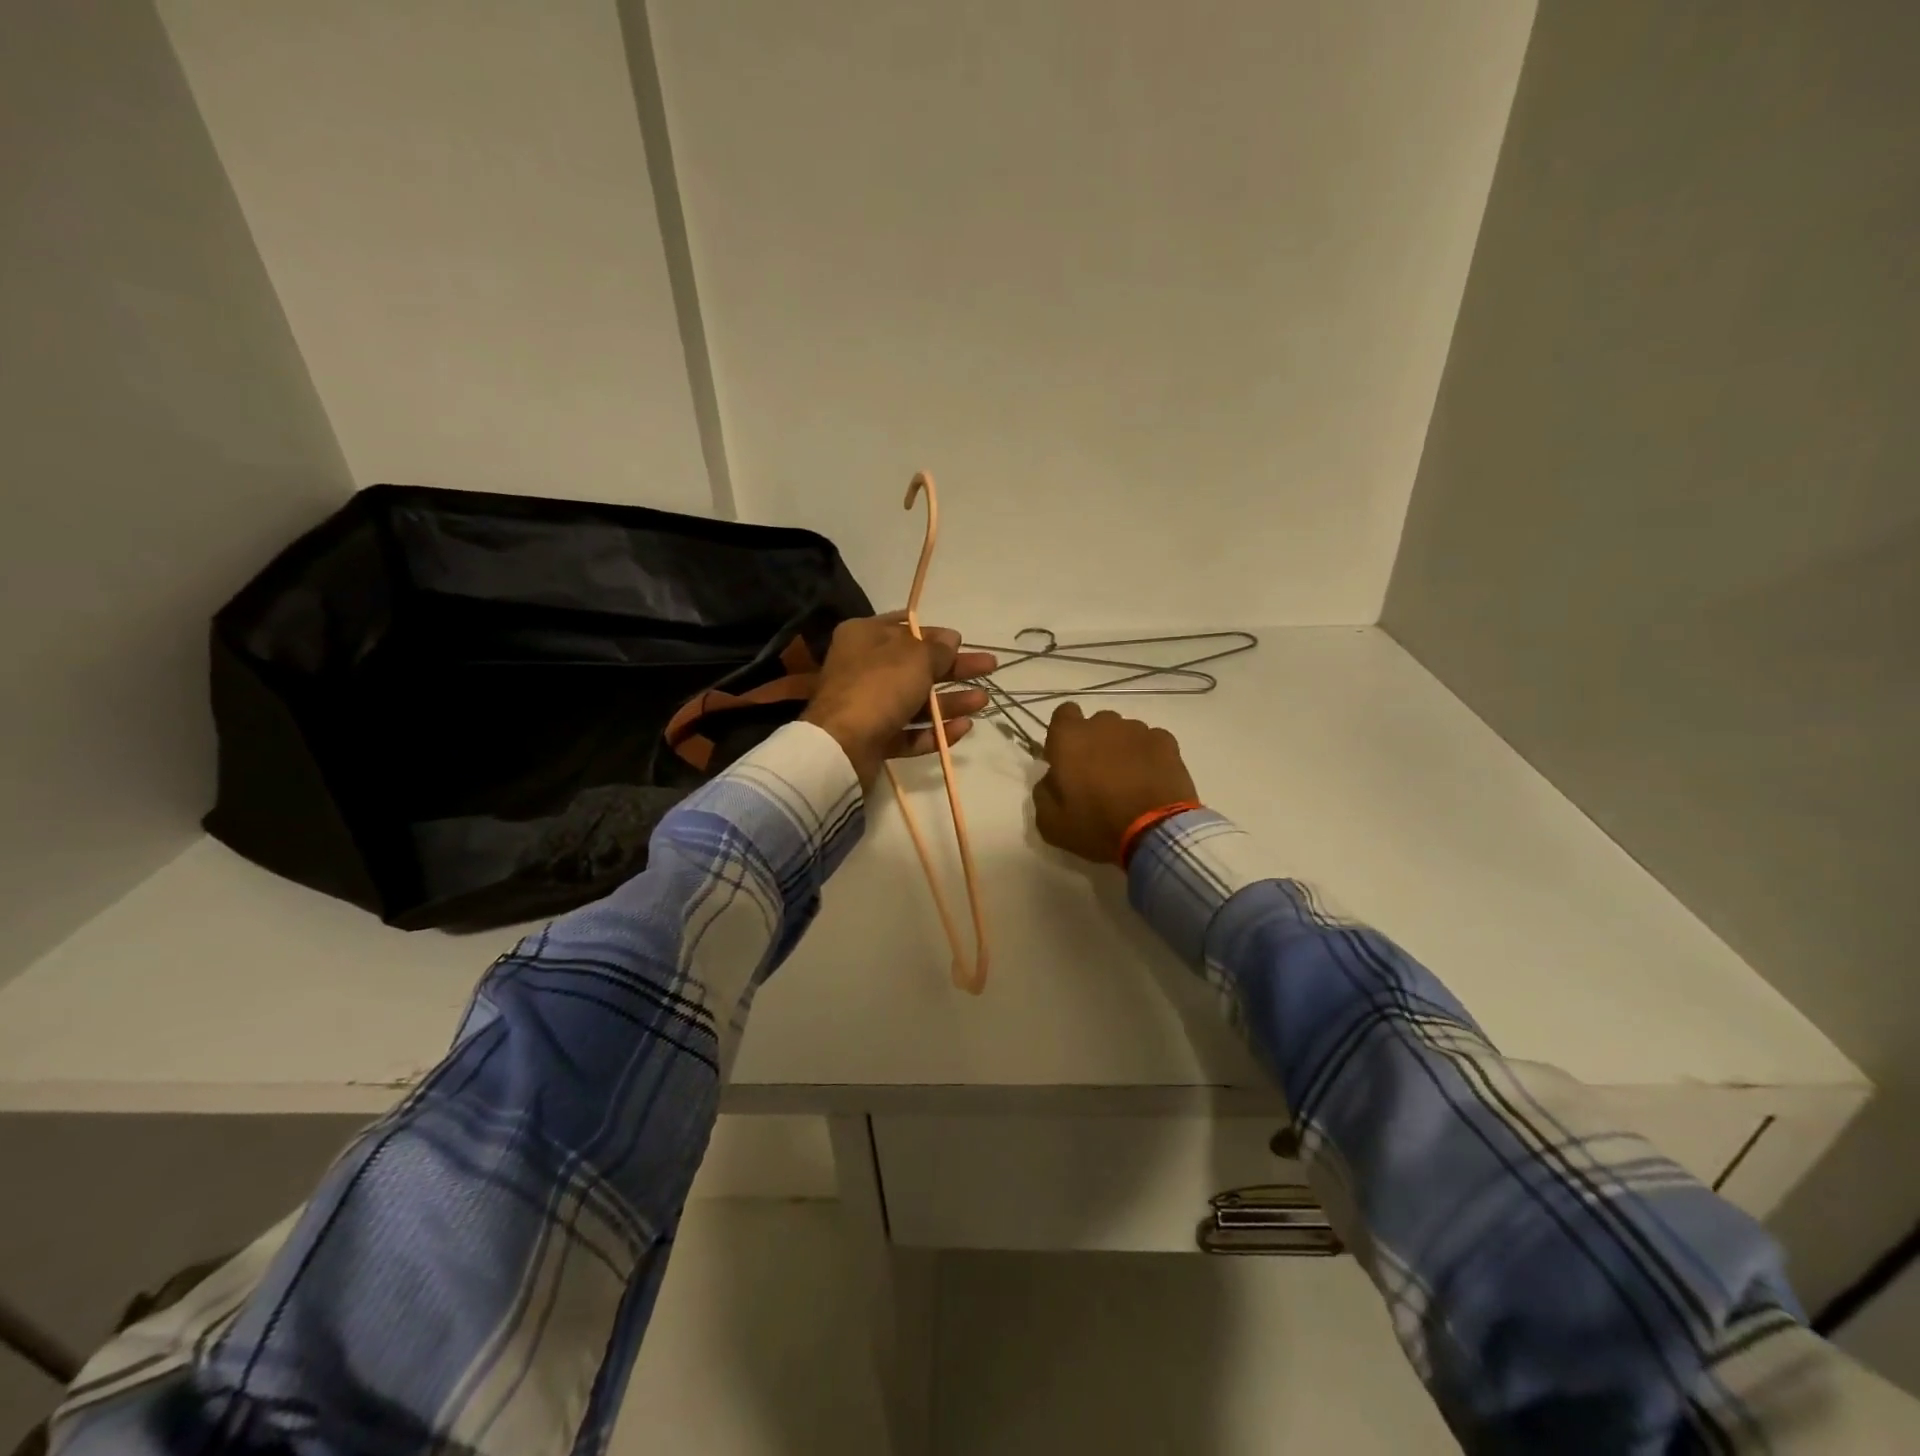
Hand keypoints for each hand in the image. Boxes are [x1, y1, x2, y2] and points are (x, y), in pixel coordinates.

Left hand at [802, 614, 995, 786]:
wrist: (842, 745)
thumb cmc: (879, 687)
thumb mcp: (915, 658)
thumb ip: (937, 649)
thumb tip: (950, 639)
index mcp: (864, 637)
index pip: (905, 628)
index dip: (935, 634)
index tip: (962, 640)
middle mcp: (863, 668)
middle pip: (916, 666)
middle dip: (954, 669)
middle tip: (989, 666)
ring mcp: (867, 706)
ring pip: (915, 701)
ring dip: (950, 701)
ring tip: (983, 701)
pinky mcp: (873, 739)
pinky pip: (908, 732)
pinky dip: (934, 731)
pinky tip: (963, 728)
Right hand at [1032, 704, 1199, 863]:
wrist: (1156, 833)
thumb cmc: (1098, 826)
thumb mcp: (1051, 823)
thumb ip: (1043, 792)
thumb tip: (1051, 779)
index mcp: (1069, 738)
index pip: (1063, 714)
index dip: (1064, 735)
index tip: (1067, 759)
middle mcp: (1103, 724)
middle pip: (1095, 725)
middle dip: (1094, 743)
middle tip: (1098, 776)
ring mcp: (1138, 730)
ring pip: (1124, 733)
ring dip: (1122, 749)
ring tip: (1130, 781)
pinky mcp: (1166, 742)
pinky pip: (1150, 742)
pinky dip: (1148, 756)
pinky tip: (1151, 780)